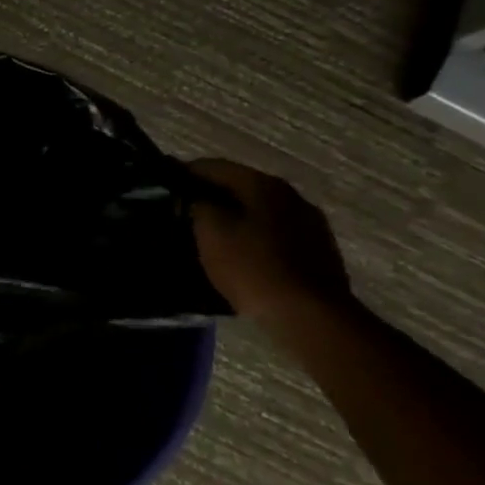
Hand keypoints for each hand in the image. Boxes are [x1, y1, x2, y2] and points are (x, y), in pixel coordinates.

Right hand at [188, 159, 349, 323]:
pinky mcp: (319, 252)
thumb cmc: (254, 269)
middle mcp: (291, 196)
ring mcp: (310, 224)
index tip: (165, 182)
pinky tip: (241, 256)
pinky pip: (275, 235)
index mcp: (263, 185)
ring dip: (235, 218)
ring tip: (210, 235)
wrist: (311, 317)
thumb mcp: (211, 234)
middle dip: (211, 196)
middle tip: (184, 211)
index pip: (214, 166)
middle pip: (241, 187)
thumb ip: (198, 207)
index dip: (185, 172)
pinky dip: (254, 238)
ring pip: (260, 212)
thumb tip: (195, 198)